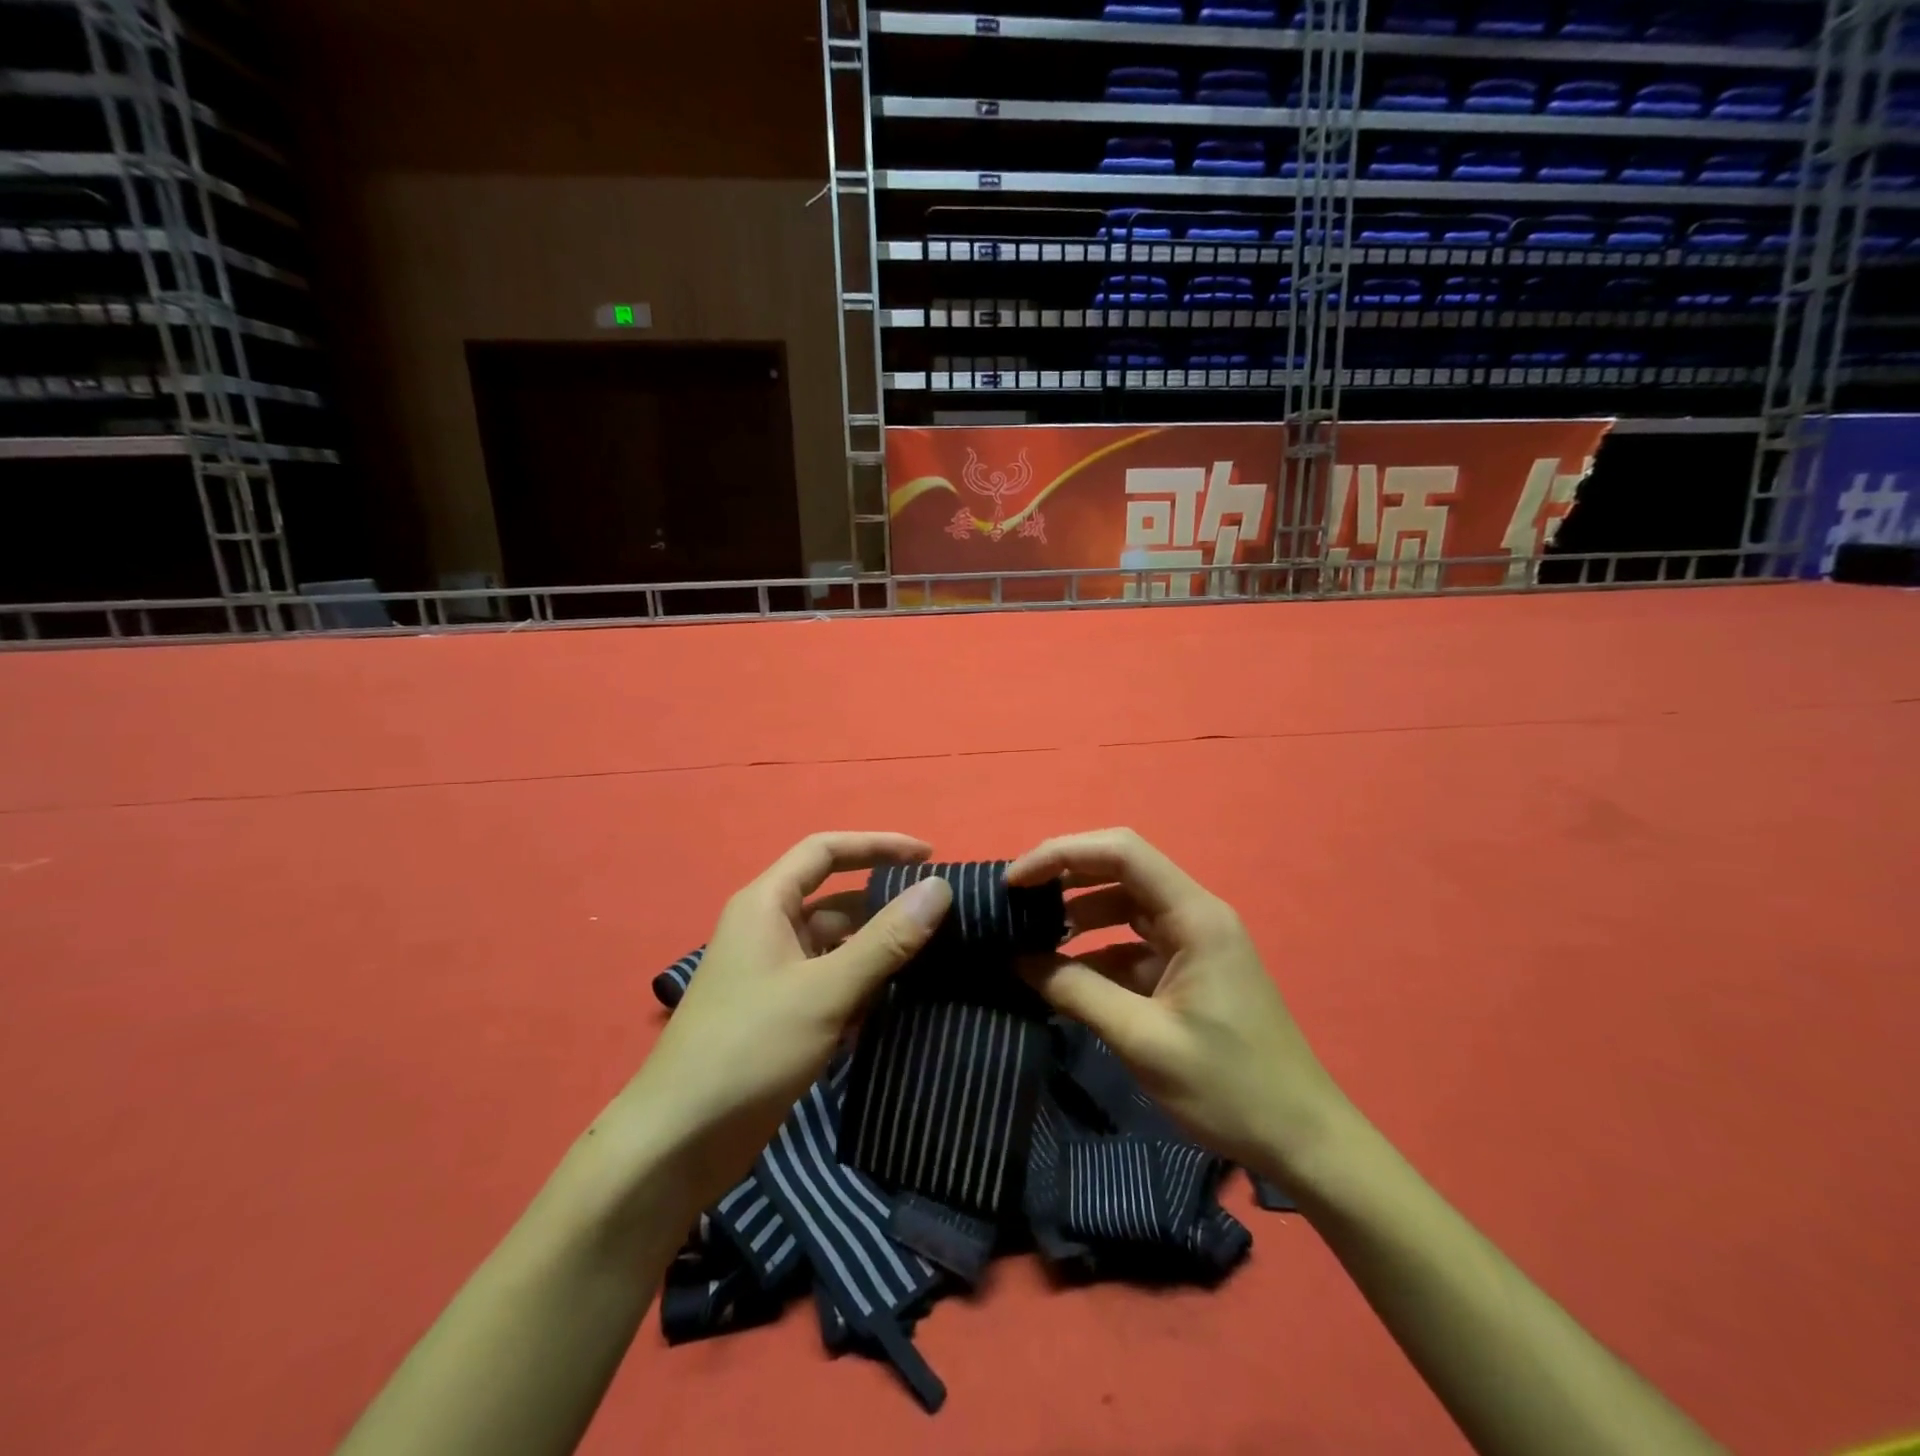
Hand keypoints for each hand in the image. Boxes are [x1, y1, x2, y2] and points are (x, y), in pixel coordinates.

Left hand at [626, 832, 953, 1208]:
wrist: (679, 1141)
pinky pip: (832, 983)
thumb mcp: (826, 990)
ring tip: (937, 959)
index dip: (878, 845)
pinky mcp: (782, 1014)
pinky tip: (901, 1003)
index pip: (826, 851)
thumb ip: (886, 939)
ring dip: (879, 951)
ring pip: (838, 946)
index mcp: (766, 904)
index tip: (929, 856)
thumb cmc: (750, 1047)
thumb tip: (939, 888)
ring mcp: (775, 974)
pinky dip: (864, 987)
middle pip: (836, 900)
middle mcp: (769, 929)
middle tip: (944, 918)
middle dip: (885, 905)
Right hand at [1008, 828, 1349, 1178]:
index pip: (1120, 852)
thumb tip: (1018, 959)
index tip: (1014, 881)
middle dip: (1064, 878)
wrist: (1302, 1140)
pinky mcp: (1188, 969)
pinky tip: (1064, 976)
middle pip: (1120, 869)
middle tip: (1014, 902)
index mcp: (1194, 916)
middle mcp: (1194, 914)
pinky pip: (1132, 943)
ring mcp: (1192, 941)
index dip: (1061, 854)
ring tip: (1029, 936)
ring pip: (1123, 905)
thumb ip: (1077, 992)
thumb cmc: (1229, 1087)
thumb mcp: (1143, 1040)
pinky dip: (1096, 952)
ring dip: (1078, 915)